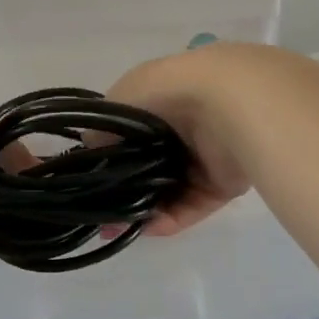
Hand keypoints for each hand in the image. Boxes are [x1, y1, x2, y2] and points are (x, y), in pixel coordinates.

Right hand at [107, 47, 256, 235]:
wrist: (230, 101)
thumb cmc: (170, 91)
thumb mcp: (122, 98)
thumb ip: (103, 126)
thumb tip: (92, 146)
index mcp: (164, 100)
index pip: (133, 133)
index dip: (110, 157)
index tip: (89, 180)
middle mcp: (185, 128)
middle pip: (149, 166)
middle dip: (124, 190)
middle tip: (100, 212)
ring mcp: (205, 157)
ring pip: (168, 190)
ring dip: (142, 209)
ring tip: (115, 227)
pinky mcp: (222, 184)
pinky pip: (190, 206)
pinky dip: (169, 218)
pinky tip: (145, 227)